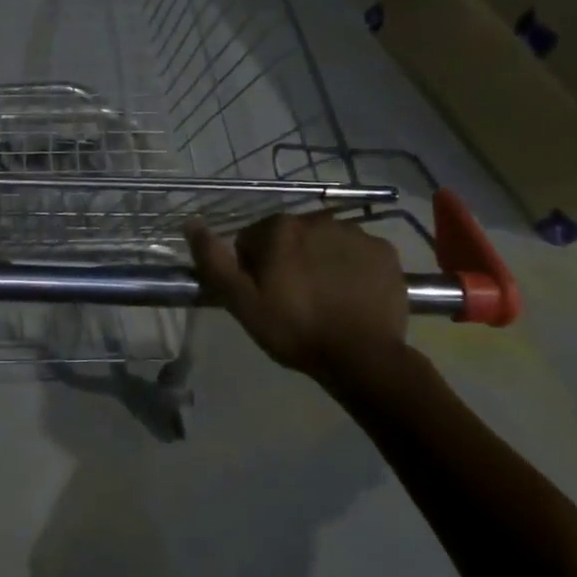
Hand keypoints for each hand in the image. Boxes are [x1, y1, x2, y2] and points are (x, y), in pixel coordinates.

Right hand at [186, 213, 408, 390]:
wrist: (363, 358)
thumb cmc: (294, 329)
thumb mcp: (241, 302)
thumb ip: (213, 260)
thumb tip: (191, 223)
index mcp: (279, 228)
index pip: (252, 240)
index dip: (253, 269)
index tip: (264, 296)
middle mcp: (317, 219)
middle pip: (290, 237)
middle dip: (287, 260)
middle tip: (293, 300)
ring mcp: (356, 234)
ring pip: (325, 242)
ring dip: (320, 261)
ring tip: (325, 300)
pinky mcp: (386, 252)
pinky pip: (359, 253)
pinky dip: (353, 268)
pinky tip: (352, 296)